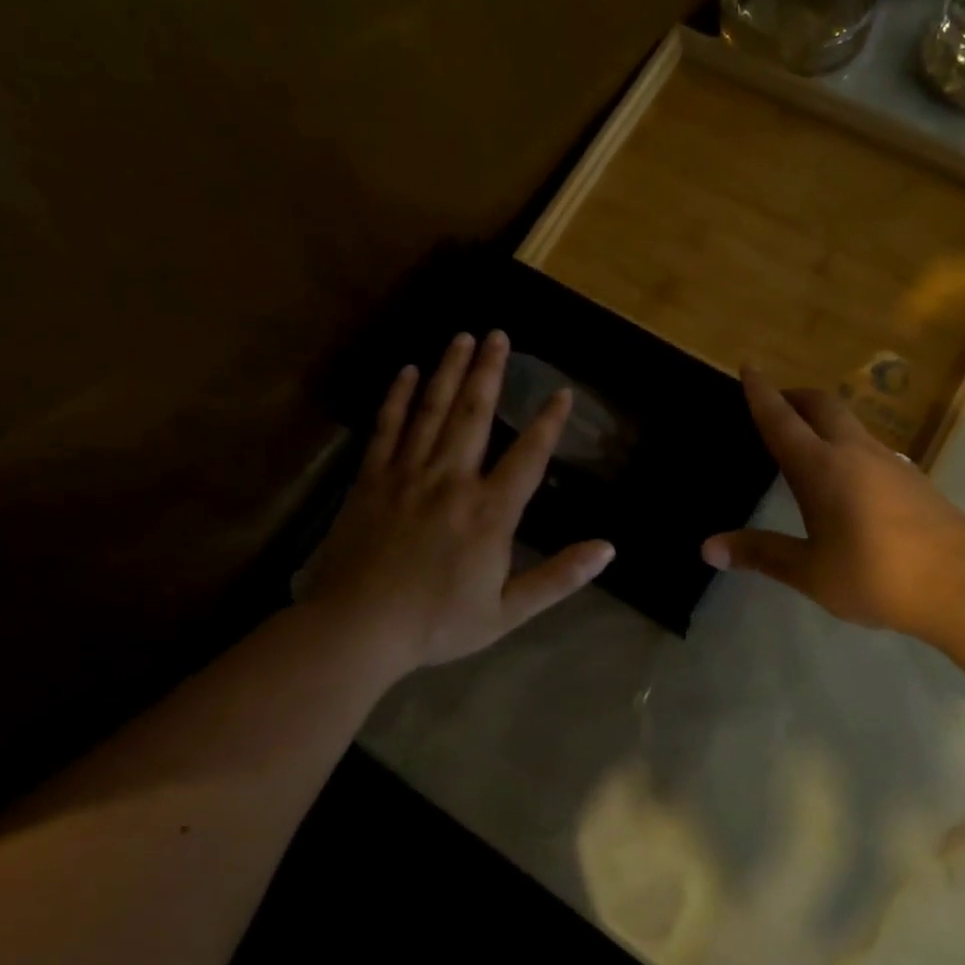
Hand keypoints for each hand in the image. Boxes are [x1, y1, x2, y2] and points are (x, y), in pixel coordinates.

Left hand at [299, 330, 614, 670]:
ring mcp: (407, 475)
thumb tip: (607, 549)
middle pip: (474, 415)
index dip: (548, 423)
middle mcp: (451, 481)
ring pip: (432, 411)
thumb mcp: (508, 612)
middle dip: (489, 372)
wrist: (357, 629)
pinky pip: (387, 428)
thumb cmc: (437, 623)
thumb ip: (559, 577)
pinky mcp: (371, 480)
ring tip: (462, 338)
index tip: (561, 391)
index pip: (528, 456)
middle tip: (498, 335)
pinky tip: (408, 372)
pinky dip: (398, 397)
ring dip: (449, 371)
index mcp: (489, 512)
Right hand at [703, 366, 964, 638]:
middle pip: (823, 406)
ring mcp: (891, 463)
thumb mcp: (811, 572)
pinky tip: (848, 477)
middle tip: (775, 401)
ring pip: (851, 424)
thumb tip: (708, 548)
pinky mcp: (915, 480)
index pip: (782, 420)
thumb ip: (761, 555)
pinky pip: (870, 447)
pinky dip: (847, 444)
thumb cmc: (878, 576)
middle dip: (795, 396)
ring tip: (807, 438)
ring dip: (824, 419)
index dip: (761, 393)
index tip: (748, 366)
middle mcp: (856, 453)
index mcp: (822, 468)